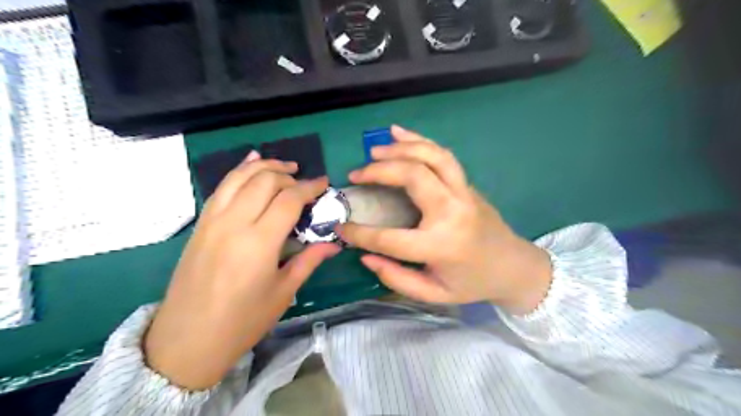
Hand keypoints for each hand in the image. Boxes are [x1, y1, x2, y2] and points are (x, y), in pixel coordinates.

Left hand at [145, 151, 341, 389]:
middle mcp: (234, 223)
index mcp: (259, 242)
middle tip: (305, 184)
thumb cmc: (242, 322)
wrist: (186, 341)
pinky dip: (239, 171)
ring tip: (284, 166)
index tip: (324, 183)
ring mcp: (212, 221)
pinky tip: (251, 163)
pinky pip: (221, 187)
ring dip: (264, 166)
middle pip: (265, 181)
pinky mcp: (201, 224)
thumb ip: (309, 260)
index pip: (289, 200)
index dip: (310, 187)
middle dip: (289, 176)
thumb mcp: (283, 293)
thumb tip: (334, 243)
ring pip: (240, 177)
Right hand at [336, 127, 549, 315]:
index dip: (359, 233)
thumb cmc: (472, 283)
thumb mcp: (434, 294)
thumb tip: (366, 256)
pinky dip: (419, 140)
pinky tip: (399, 133)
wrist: (514, 267)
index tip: (340, 227)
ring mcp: (463, 193)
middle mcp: (452, 212)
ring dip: (401, 148)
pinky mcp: (467, 184)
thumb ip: (398, 279)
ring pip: (432, 156)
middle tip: (356, 174)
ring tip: (375, 150)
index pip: (389, 238)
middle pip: (413, 177)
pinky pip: (443, 155)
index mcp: (440, 245)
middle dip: (379, 171)